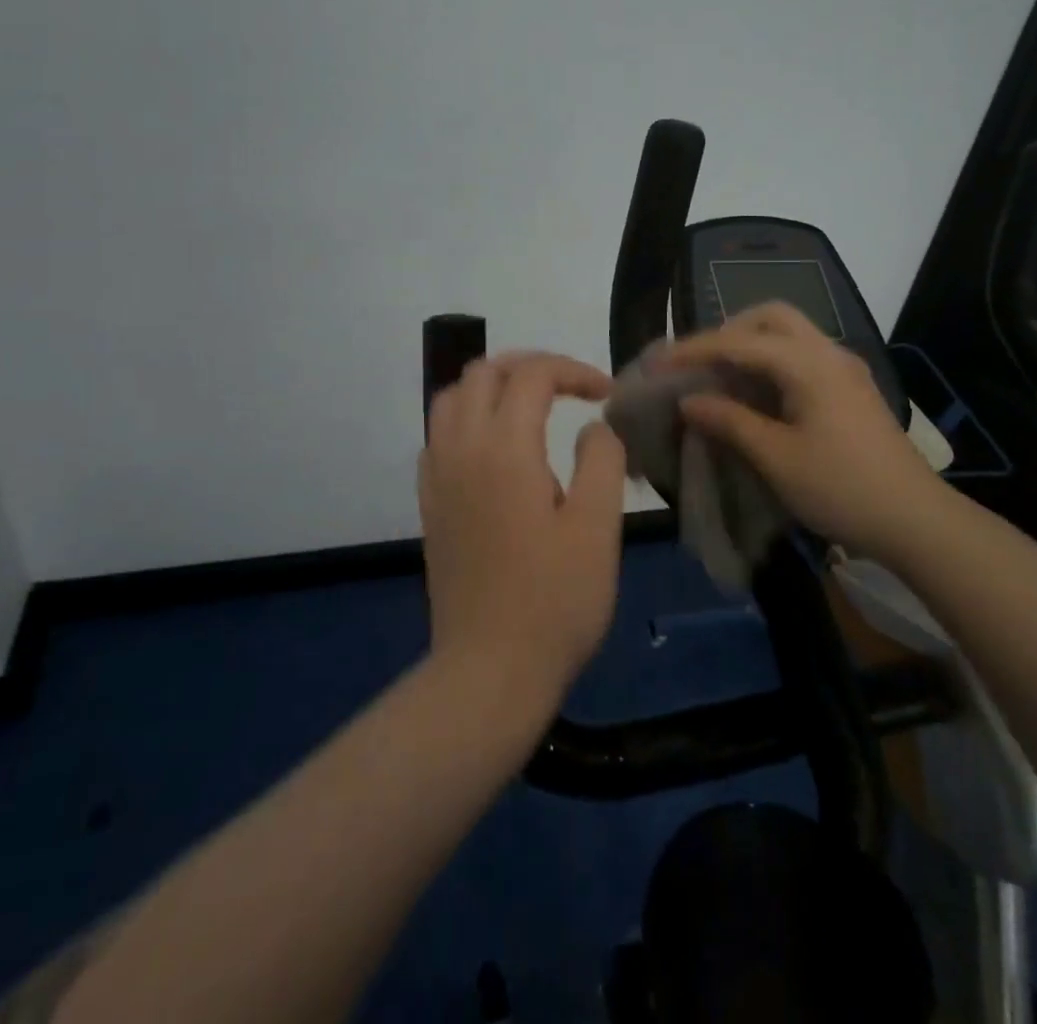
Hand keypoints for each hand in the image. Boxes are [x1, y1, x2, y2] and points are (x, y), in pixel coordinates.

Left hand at [419, 352, 627, 700]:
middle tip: (571, 389)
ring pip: (452, 398)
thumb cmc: (554, 601)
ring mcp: (437, 477)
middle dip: (530, 367)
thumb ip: (601, 459)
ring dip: (493, 387)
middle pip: (483, 372)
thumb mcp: (598, 527)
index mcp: (504, 448)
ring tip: (532, 407)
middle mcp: (461, 449)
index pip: (532, 375)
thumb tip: (592, 425)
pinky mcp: (429, 504)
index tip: (607, 394)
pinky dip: (469, 418)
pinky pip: (439, 435)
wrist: (489, 671)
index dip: (574, 371)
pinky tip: (497, 449)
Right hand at [661, 303, 941, 557]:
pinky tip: (755, 393)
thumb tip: (689, 400)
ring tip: (718, 376)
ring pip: (789, 334)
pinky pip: (802, 356)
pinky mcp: (851, 389)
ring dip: (750, 345)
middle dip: (727, 332)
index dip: (694, 350)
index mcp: (809, 364)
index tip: (657, 363)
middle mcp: (828, 353)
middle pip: (770, 318)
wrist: (916, 520)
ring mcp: (845, 369)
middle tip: (697, 363)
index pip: (739, 342)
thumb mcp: (776, 458)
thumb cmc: (841, 488)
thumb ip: (729, 421)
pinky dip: (771, 362)